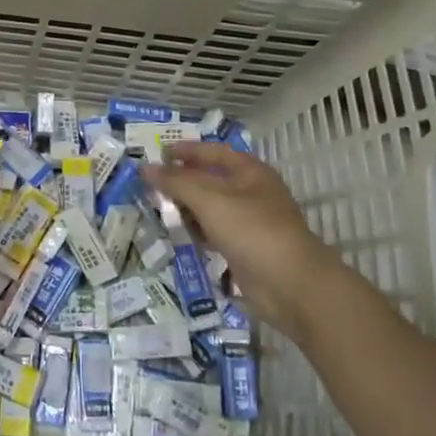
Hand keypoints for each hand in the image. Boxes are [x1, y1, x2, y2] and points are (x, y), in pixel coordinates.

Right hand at [142, 142, 342, 321]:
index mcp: (249, 172)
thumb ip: (176, 182)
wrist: (290, 285)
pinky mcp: (244, 248)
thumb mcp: (210, 200)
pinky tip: (178, 234)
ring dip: (186, 207)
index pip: (213, 152)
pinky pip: (214, 232)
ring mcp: (249, 222)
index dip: (186, 150)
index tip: (158, 153)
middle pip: (210, 179)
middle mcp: (250, 192)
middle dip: (181, 181)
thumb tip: (145, 168)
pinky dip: (196, 230)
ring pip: (210, 207)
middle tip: (150, 184)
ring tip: (157, 208)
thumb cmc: (252, 230)